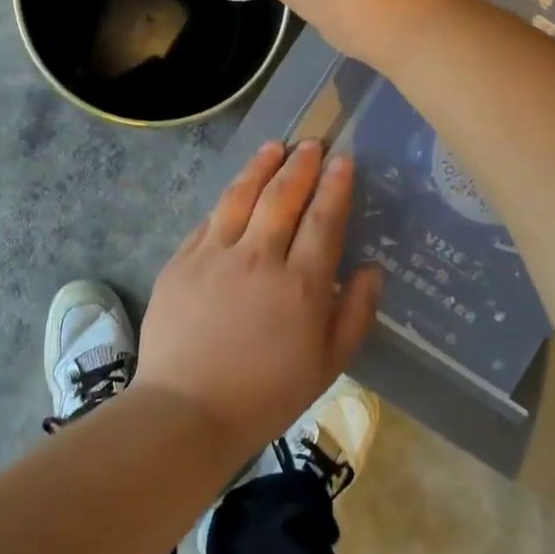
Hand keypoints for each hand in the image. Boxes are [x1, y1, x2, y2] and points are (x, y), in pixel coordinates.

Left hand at [135, 140, 381, 455]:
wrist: (186, 409)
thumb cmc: (265, 395)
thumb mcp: (327, 366)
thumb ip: (355, 314)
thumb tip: (372, 270)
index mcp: (300, 285)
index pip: (323, 220)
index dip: (335, 186)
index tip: (343, 160)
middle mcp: (259, 258)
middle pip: (282, 197)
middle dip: (301, 165)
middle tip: (311, 144)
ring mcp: (215, 254)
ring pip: (242, 196)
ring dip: (261, 166)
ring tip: (274, 147)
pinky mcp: (182, 260)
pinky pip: (210, 219)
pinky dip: (227, 198)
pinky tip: (236, 189)